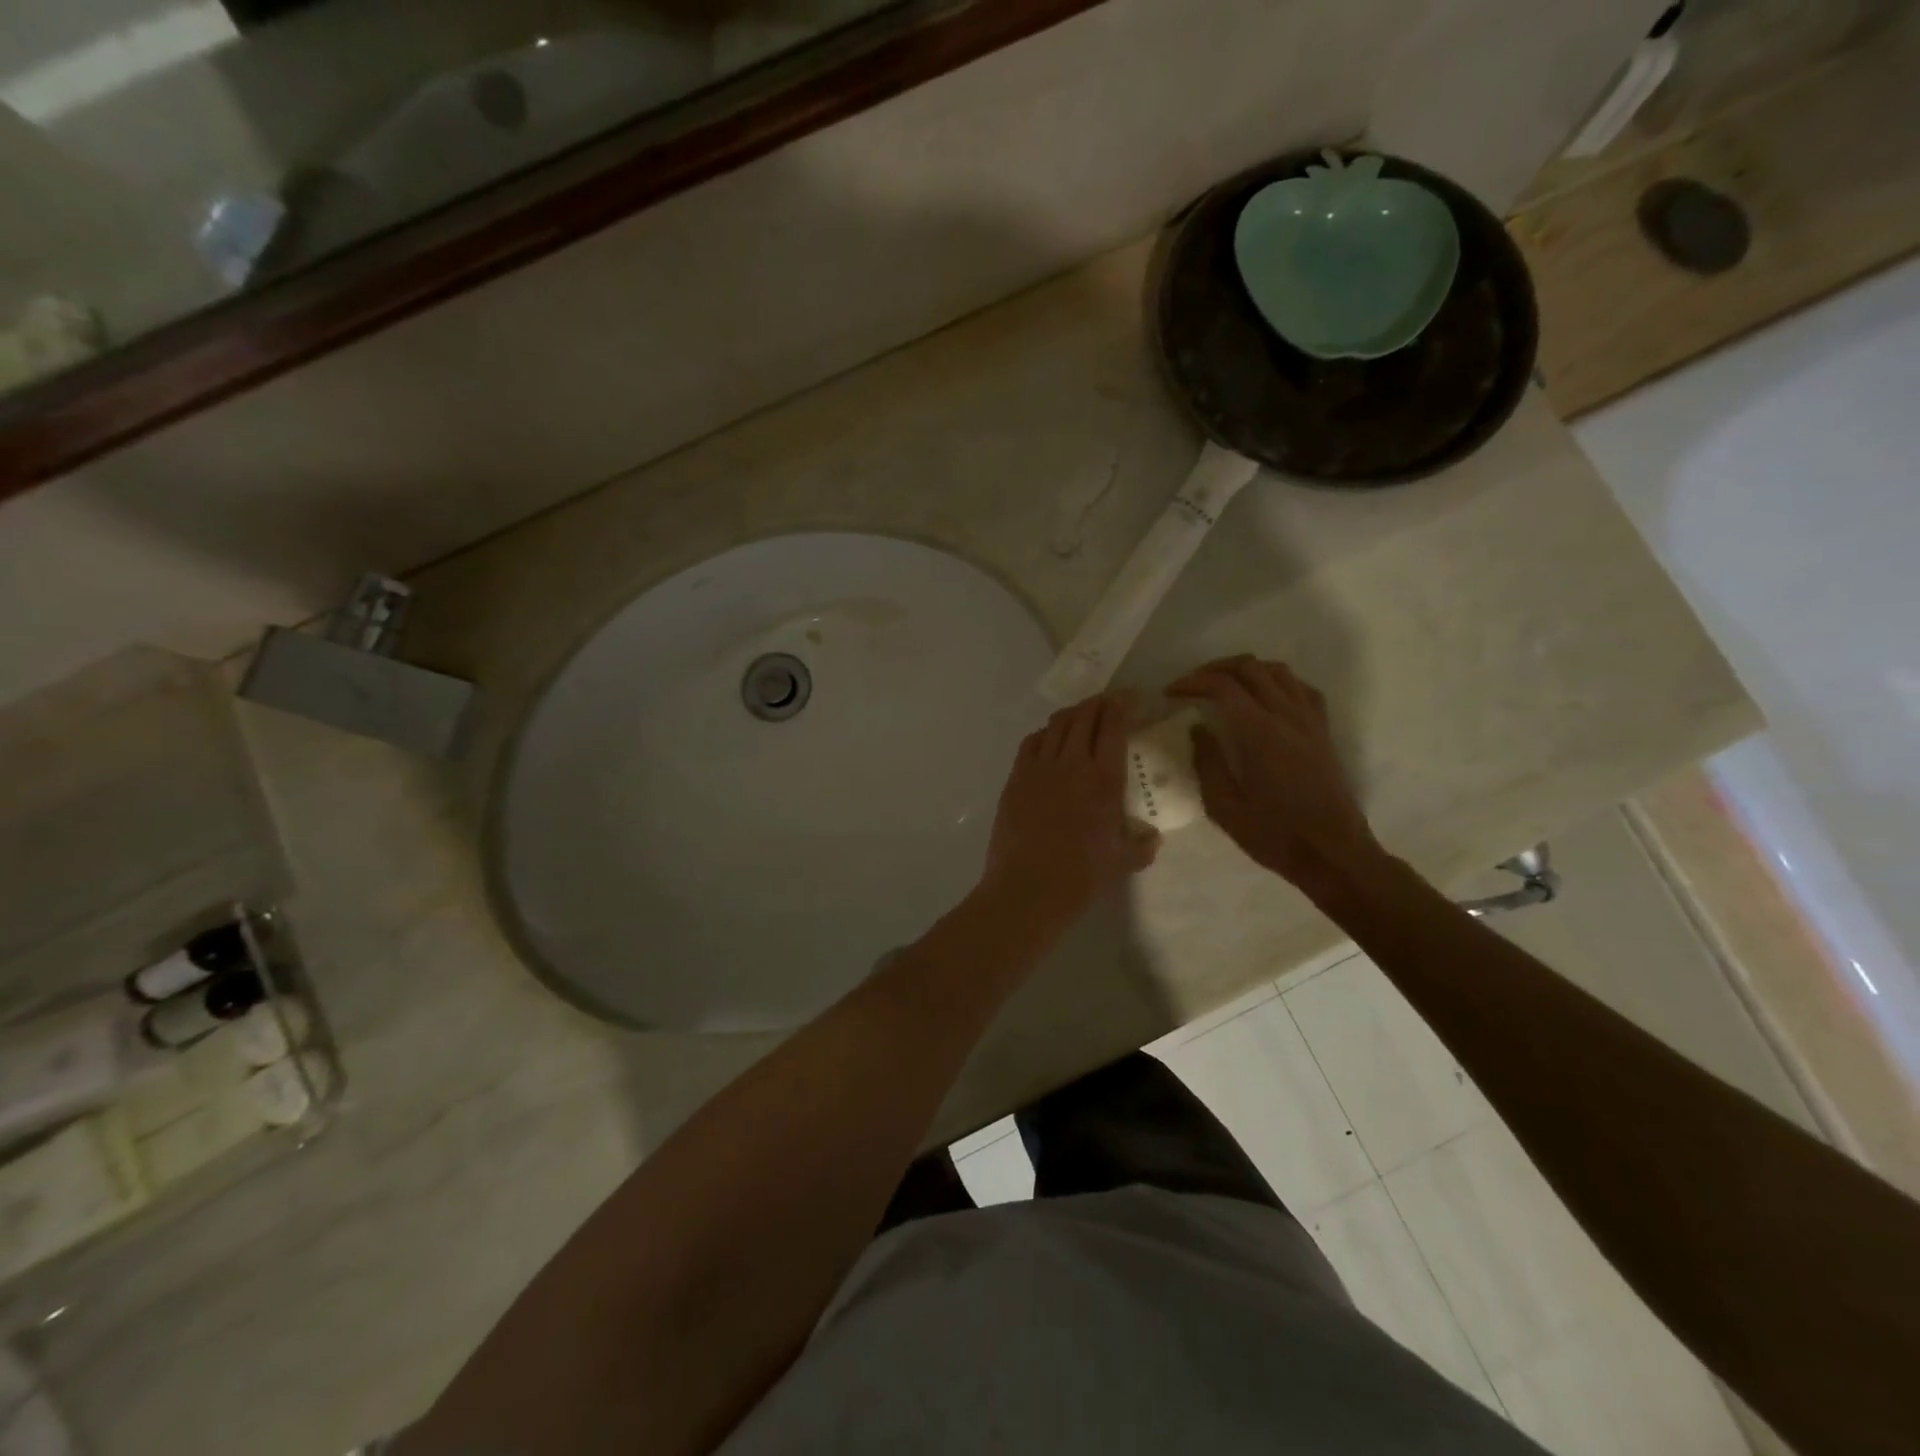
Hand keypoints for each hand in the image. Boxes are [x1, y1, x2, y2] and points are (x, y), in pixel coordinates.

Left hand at [980, 692, 1160, 925]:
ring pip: (1056, 724)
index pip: (1114, 726)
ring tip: (1081, 716)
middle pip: (1084, 716)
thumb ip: (1142, 846)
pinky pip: (1031, 743)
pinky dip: (1044, 734)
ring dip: (1072, 714)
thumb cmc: (1080, 878)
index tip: (1130, 698)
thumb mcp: (1123, 864)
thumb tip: (1152, 838)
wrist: (1027, 889)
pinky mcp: (1015, 779)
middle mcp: (1072, 764)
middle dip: (1099, 702)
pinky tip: (1049, 740)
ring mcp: (1039, 769)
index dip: (1122, 704)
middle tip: (1108, 703)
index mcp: (1104, 780)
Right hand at [1167, 656, 1382, 889]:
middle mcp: (1287, 716)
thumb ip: (1207, 763)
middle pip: (1249, 667)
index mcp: (1259, 733)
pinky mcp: (1323, 731)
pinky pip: (1301, 688)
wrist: (1333, 853)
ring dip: (1245, 670)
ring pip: (1277, 671)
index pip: (1222, 686)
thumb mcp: (1225, 808)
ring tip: (1223, 687)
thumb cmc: (1274, 836)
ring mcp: (1310, 721)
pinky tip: (1263, 698)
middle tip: (1191, 686)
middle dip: (1214, 669)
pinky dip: (1276, 682)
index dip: (1192, 682)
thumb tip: (1198, 730)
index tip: (1170, 694)